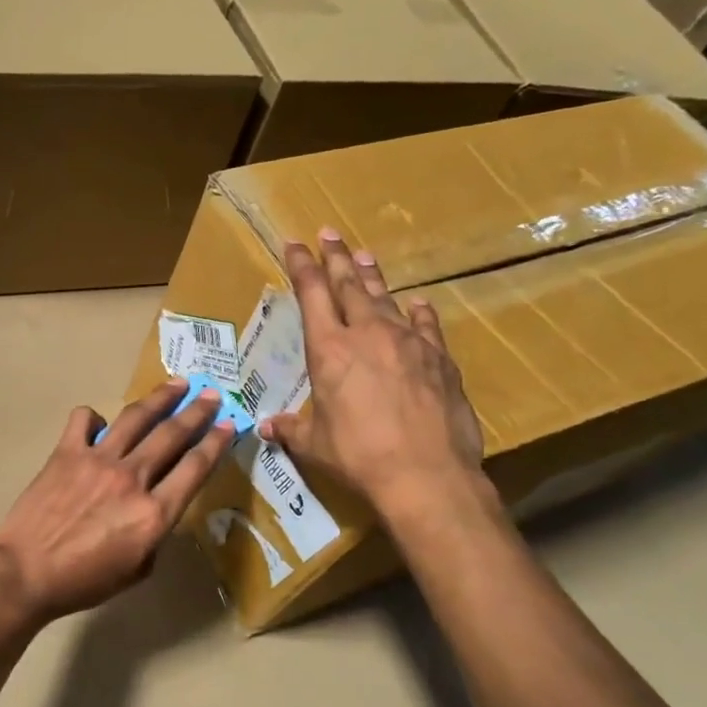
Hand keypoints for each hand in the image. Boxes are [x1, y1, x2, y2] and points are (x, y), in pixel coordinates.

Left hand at [0, 379, 236, 623]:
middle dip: (197, 412)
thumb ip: (154, 535)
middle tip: (212, 395)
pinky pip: (83, 420)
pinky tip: (99, 422)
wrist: (25, 573)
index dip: (217, 443)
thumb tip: (153, 508)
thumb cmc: (83, 582)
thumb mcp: (137, 571)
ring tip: (177, 383)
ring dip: (160, 398)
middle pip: (172, 435)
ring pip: (136, 418)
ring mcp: (97, 460)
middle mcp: (131, 478)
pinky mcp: (66, 452)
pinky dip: (94, 416)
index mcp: (154, 513)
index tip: (230, 425)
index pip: (195, 468)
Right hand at [259, 230, 486, 524]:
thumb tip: (267, 427)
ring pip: (386, 298)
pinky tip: (415, 303)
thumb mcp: (313, 443)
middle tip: (329, 232)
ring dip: (372, 276)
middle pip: (349, 285)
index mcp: (329, 350)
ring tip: (363, 256)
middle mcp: (367, 334)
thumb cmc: (358, 456)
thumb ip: (290, 428)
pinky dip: (416, 312)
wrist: (425, 474)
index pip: (311, 294)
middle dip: (335, 257)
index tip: (294, 243)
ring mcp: (408, 342)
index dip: (301, 265)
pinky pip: (425, 325)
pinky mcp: (440, 359)